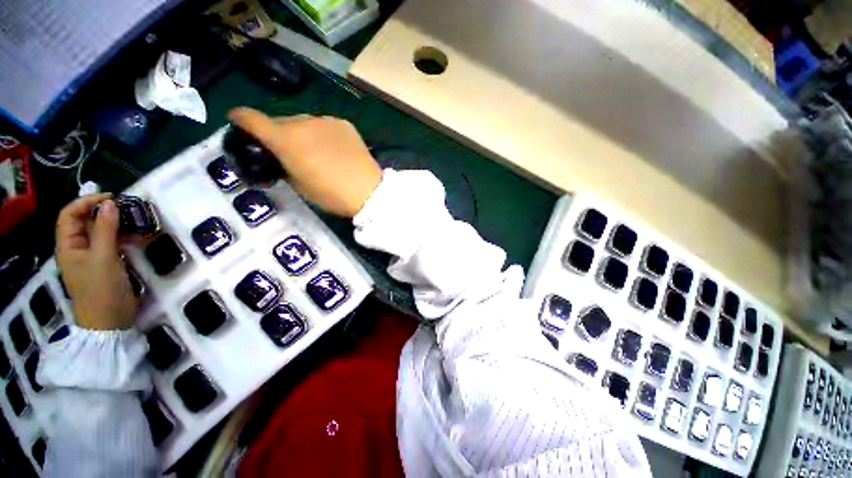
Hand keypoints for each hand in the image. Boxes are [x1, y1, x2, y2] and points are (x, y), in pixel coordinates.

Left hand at [55, 194, 139, 329]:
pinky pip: (113, 243)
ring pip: (102, 231)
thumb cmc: (100, 288)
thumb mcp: (103, 257)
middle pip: (86, 221)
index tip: (112, 198)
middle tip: (129, 208)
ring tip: (137, 220)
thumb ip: (105, 229)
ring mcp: (93, 256)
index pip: (70, 214)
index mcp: (68, 245)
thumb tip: (110, 203)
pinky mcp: (108, 263)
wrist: (110, 320)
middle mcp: (78, 247)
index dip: (87, 202)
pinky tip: (139, 235)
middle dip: (105, 211)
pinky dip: (125, 236)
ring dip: (118, 223)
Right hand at [228, 108, 381, 217]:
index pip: (252, 118)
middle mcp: (302, 122)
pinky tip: (333, 149)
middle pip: (280, 121)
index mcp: (285, 140)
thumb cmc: (331, 195)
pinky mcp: (344, 124)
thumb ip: (282, 165)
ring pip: (303, 121)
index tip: (237, 121)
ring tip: (314, 151)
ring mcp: (325, 120)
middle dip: (277, 133)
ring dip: (301, 133)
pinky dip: (322, 133)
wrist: (368, 191)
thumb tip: (280, 158)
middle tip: (287, 150)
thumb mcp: (298, 186)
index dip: (240, 118)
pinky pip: (324, 125)